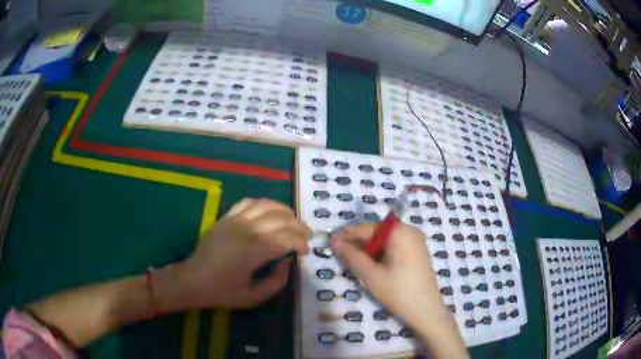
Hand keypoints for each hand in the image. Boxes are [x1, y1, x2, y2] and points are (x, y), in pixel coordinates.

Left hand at [156, 198, 311, 309]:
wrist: (193, 279)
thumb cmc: (222, 291)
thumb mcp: (253, 297)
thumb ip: (277, 282)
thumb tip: (288, 263)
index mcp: (253, 251)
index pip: (286, 238)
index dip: (300, 242)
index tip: (305, 252)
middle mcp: (245, 230)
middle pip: (280, 218)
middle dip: (298, 226)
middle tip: (305, 236)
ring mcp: (234, 220)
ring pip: (266, 205)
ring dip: (284, 212)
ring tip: (292, 222)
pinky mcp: (226, 217)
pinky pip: (248, 202)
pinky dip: (264, 204)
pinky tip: (270, 213)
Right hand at [330, 224, 445, 328]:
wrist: (426, 310)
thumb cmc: (397, 291)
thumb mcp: (370, 274)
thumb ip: (351, 255)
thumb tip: (336, 242)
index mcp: (399, 232)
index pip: (367, 229)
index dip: (347, 235)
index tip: (331, 241)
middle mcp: (410, 230)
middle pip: (378, 232)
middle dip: (360, 243)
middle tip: (343, 255)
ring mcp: (416, 240)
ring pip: (386, 240)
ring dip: (370, 249)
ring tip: (357, 262)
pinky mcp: (418, 251)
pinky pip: (396, 245)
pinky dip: (383, 253)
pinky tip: (375, 265)